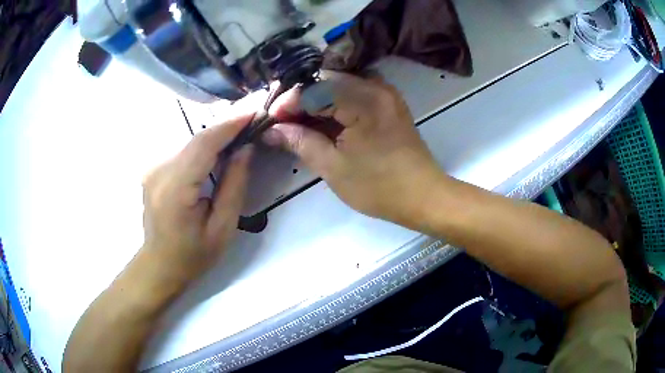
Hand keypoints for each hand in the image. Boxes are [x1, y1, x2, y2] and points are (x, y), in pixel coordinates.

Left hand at [140, 114, 252, 284]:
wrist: (160, 263)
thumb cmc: (194, 254)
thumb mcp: (222, 227)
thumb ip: (234, 185)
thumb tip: (245, 149)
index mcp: (175, 188)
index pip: (204, 144)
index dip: (230, 125)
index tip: (255, 112)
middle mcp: (159, 171)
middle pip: (196, 139)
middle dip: (226, 126)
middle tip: (254, 119)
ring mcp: (153, 168)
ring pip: (190, 142)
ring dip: (216, 135)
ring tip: (241, 131)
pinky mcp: (153, 169)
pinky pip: (183, 151)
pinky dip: (203, 145)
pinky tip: (219, 148)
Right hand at [263, 73, 442, 226]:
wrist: (422, 196)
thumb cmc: (378, 187)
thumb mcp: (333, 167)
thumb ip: (300, 142)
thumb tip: (272, 130)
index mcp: (363, 101)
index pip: (314, 89)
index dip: (288, 102)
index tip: (271, 120)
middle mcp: (376, 87)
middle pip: (326, 81)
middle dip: (300, 99)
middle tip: (282, 121)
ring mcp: (385, 93)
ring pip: (339, 85)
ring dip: (317, 100)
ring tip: (298, 121)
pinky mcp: (389, 103)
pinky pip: (355, 93)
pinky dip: (335, 103)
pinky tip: (323, 120)